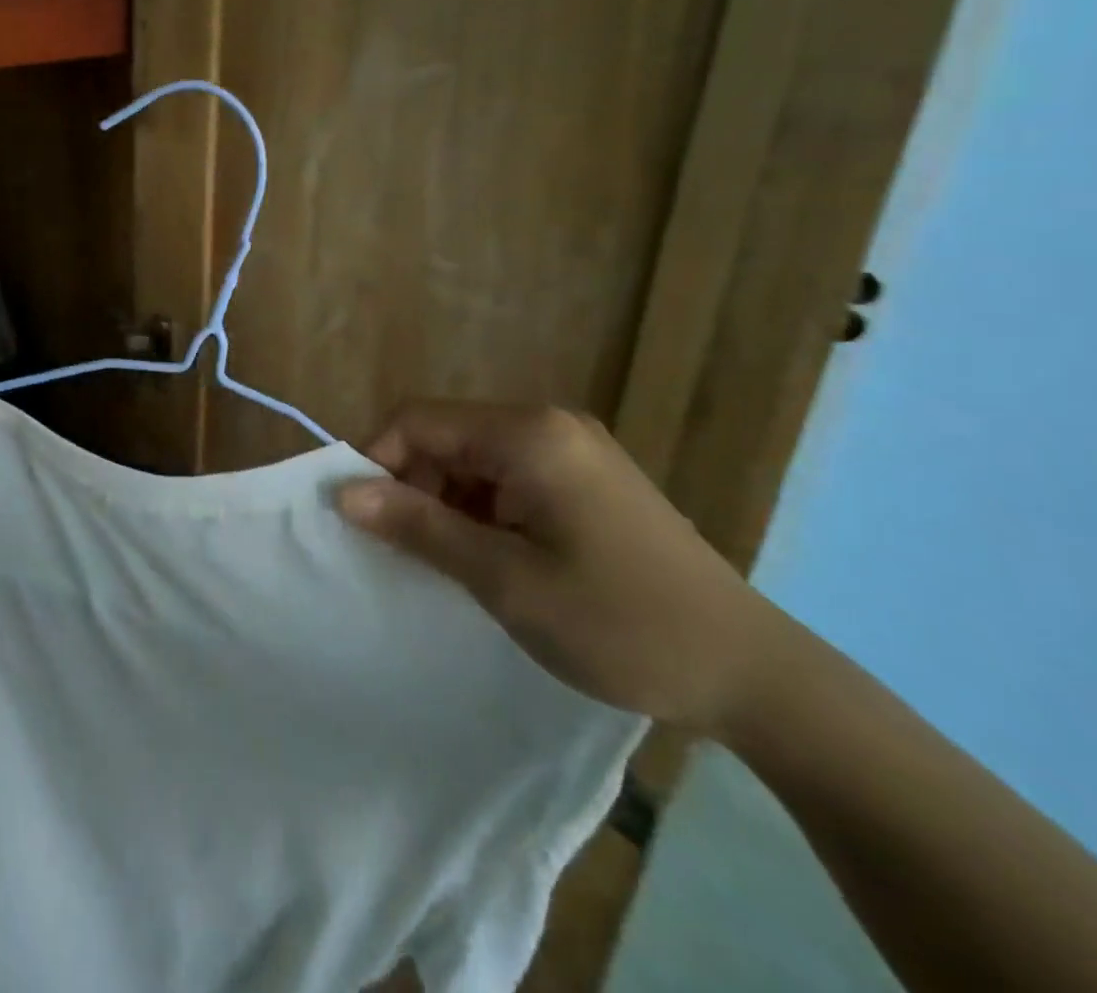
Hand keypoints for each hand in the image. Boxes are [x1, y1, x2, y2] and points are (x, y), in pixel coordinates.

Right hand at [336, 402, 781, 735]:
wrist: (752, 675)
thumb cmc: (621, 623)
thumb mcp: (505, 579)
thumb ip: (419, 527)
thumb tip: (343, 494)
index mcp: (529, 434)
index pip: (418, 420)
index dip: (376, 460)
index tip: (358, 518)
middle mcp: (548, 425)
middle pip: (445, 435)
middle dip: (410, 485)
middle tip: (401, 550)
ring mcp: (571, 451)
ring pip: (472, 458)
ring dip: (444, 502)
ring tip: (445, 563)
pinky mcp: (584, 479)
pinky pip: (506, 478)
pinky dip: (479, 511)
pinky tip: (487, 559)